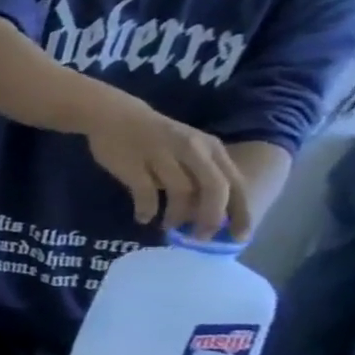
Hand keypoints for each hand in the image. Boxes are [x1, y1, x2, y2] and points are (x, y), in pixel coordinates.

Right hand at [83, 91, 249, 238]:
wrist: (114, 116)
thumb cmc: (152, 136)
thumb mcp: (186, 148)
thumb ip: (198, 172)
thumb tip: (204, 210)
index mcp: (211, 149)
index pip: (235, 184)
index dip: (240, 212)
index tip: (239, 236)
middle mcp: (193, 151)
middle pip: (214, 189)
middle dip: (211, 217)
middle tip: (200, 238)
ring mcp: (163, 157)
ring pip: (183, 193)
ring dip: (177, 215)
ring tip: (168, 228)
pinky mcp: (135, 164)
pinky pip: (146, 192)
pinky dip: (147, 209)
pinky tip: (143, 218)